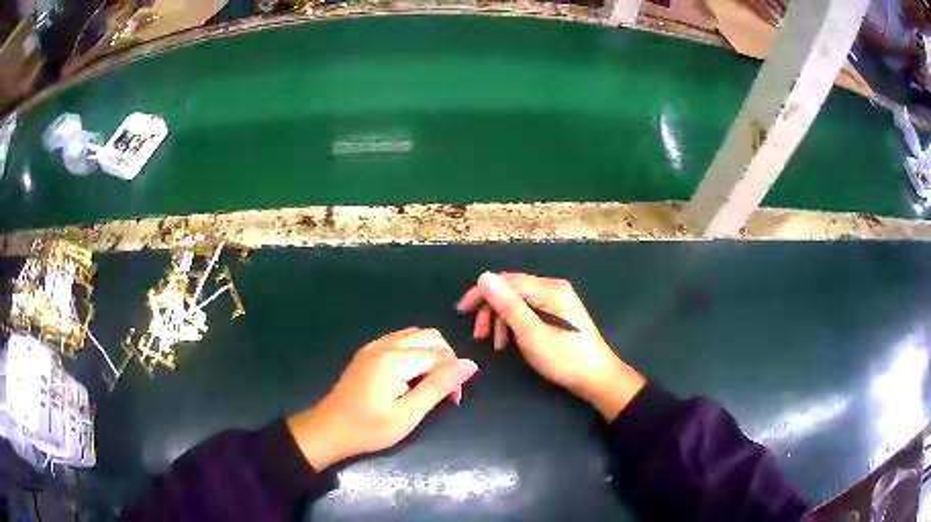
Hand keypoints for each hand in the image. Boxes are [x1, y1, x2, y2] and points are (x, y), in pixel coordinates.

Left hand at [287, 328, 478, 470]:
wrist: (329, 430)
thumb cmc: (369, 428)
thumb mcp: (408, 414)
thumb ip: (439, 386)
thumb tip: (470, 365)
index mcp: (394, 359)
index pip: (439, 355)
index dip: (453, 375)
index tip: (454, 401)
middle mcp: (384, 344)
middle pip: (429, 336)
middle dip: (445, 359)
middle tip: (445, 390)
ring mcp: (373, 347)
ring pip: (415, 336)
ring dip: (431, 354)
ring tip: (431, 383)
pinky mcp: (367, 353)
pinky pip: (400, 341)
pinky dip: (415, 353)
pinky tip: (412, 377)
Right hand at [458, 272, 643, 420]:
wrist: (597, 378)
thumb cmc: (564, 358)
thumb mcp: (531, 333)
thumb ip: (507, 305)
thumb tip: (483, 277)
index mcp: (549, 288)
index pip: (505, 280)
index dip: (481, 293)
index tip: (462, 312)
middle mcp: (553, 288)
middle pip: (511, 290)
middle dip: (491, 310)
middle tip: (479, 335)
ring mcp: (558, 301)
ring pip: (519, 302)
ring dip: (501, 320)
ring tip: (496, 345)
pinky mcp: (559, 314)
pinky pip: (529, 311)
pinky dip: (515, 325)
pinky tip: (510, 342)